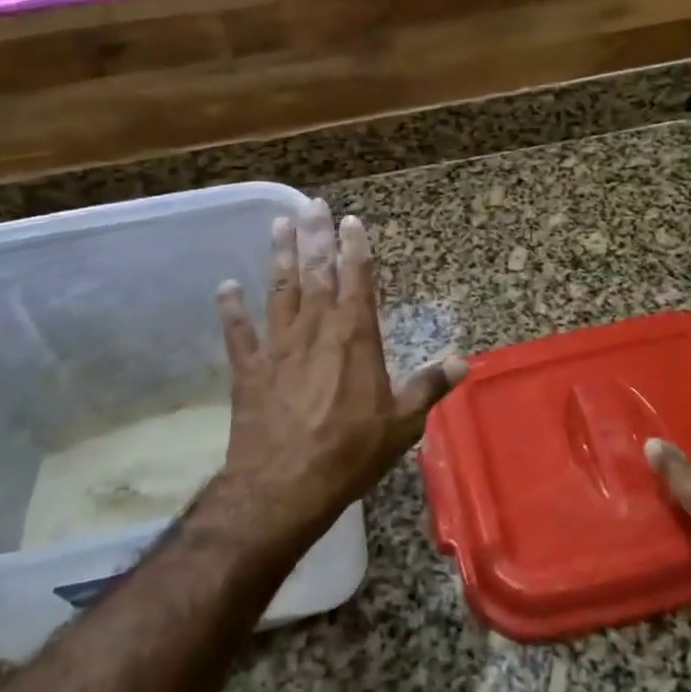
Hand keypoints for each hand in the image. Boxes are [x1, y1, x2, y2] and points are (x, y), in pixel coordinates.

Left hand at [214, 197, 465, 548]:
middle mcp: (316, 331)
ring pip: (279, 291)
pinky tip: (226, 287)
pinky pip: (238, 332)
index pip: (358, 281)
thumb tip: (463, 361)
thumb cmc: (350, 453)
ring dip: (278, 257)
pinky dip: (232, 309)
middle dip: (315, 237)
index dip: (355, 249)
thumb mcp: (402, 424)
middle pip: (316, 274)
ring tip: (278, 225)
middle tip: (311, 205)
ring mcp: (278, 347)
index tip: (350, 221)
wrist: (284, 486)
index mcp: (355, 338)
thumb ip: (429, 387)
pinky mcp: (249, 369)